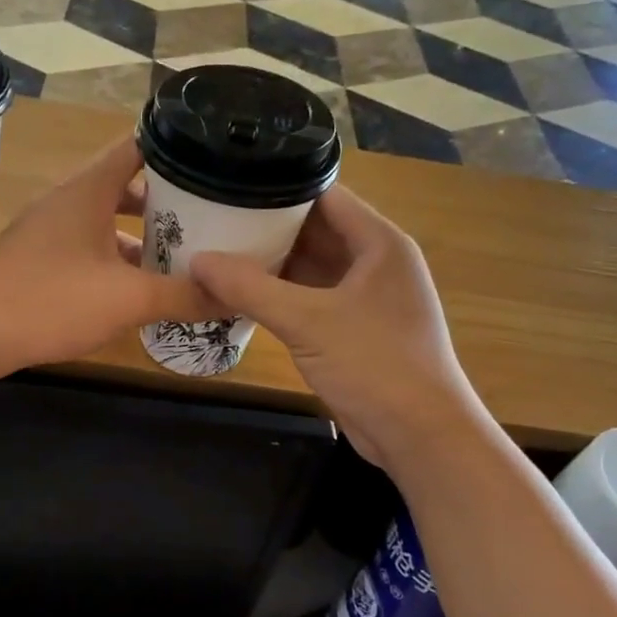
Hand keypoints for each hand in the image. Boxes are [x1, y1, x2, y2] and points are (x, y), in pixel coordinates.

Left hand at [0, 135, 219, 373]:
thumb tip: (233, 296)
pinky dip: (115, 257)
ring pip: (105, 219)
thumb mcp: (128, 300)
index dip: (175, 147)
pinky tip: (135, 286)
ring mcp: (49, 229)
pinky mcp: (38, 258)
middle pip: (125, 184)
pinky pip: (87, 245)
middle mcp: (68, 200)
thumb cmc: (52, 300)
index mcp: (89, 190)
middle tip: (209, 213)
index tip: (211, 158)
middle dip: (166, 199)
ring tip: (181, 252)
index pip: (137, 146)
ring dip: (140, 233)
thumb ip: (183, 296)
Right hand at [189, 186, 486, 467]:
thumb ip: (250, 288)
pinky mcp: (352, 330)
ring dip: (271, 263)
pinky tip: (240, 293)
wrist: (419, 435)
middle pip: (315, 230)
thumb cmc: (374, 364)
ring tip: (218, 249)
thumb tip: (197, 261)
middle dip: (267, 226)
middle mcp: (374, 262)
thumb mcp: (308, 321)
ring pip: (310, 267)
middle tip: (213, 216)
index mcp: (379, 243)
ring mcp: (364, 298)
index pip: (325, 196)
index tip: (232, 181)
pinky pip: (310, 299)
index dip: (280, 186)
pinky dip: (279, 295)